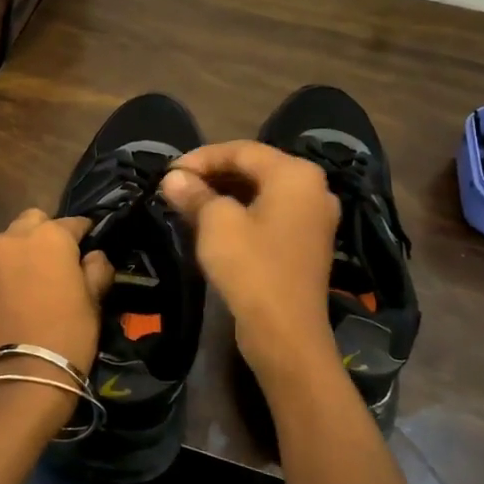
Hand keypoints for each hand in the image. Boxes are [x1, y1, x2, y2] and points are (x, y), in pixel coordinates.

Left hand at [0, 210, 114, 376]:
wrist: (27, 374)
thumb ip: (97, 267)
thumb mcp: (95, 298)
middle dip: (44, 234)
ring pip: (3, 246)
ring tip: (28, 280)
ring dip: (17, 254)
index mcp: (48, 237)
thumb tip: (94, 256)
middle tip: (55, 259)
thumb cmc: (70, 331)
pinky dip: (0, 283)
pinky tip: (11, 305)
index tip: (89, 244)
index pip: (72, 222)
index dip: (84, 233)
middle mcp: (11, 241)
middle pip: (30, 222)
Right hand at [160, 141, 340, 381]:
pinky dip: (242, 213)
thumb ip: (194, 193)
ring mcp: (314, 217)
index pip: (242, 150)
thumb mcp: (215, 225)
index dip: (202, 157)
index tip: (169, 172)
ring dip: (225, 194)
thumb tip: (172, 177)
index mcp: (295, 174)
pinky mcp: (308, 243)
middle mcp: (313, 188)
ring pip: (262, 192)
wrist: (285, 333)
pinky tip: (214, 224)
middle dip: (213, 174)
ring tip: (189, 203)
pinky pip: (271, 214)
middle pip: (255, 168)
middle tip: (177, 186)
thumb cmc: (251, 268)